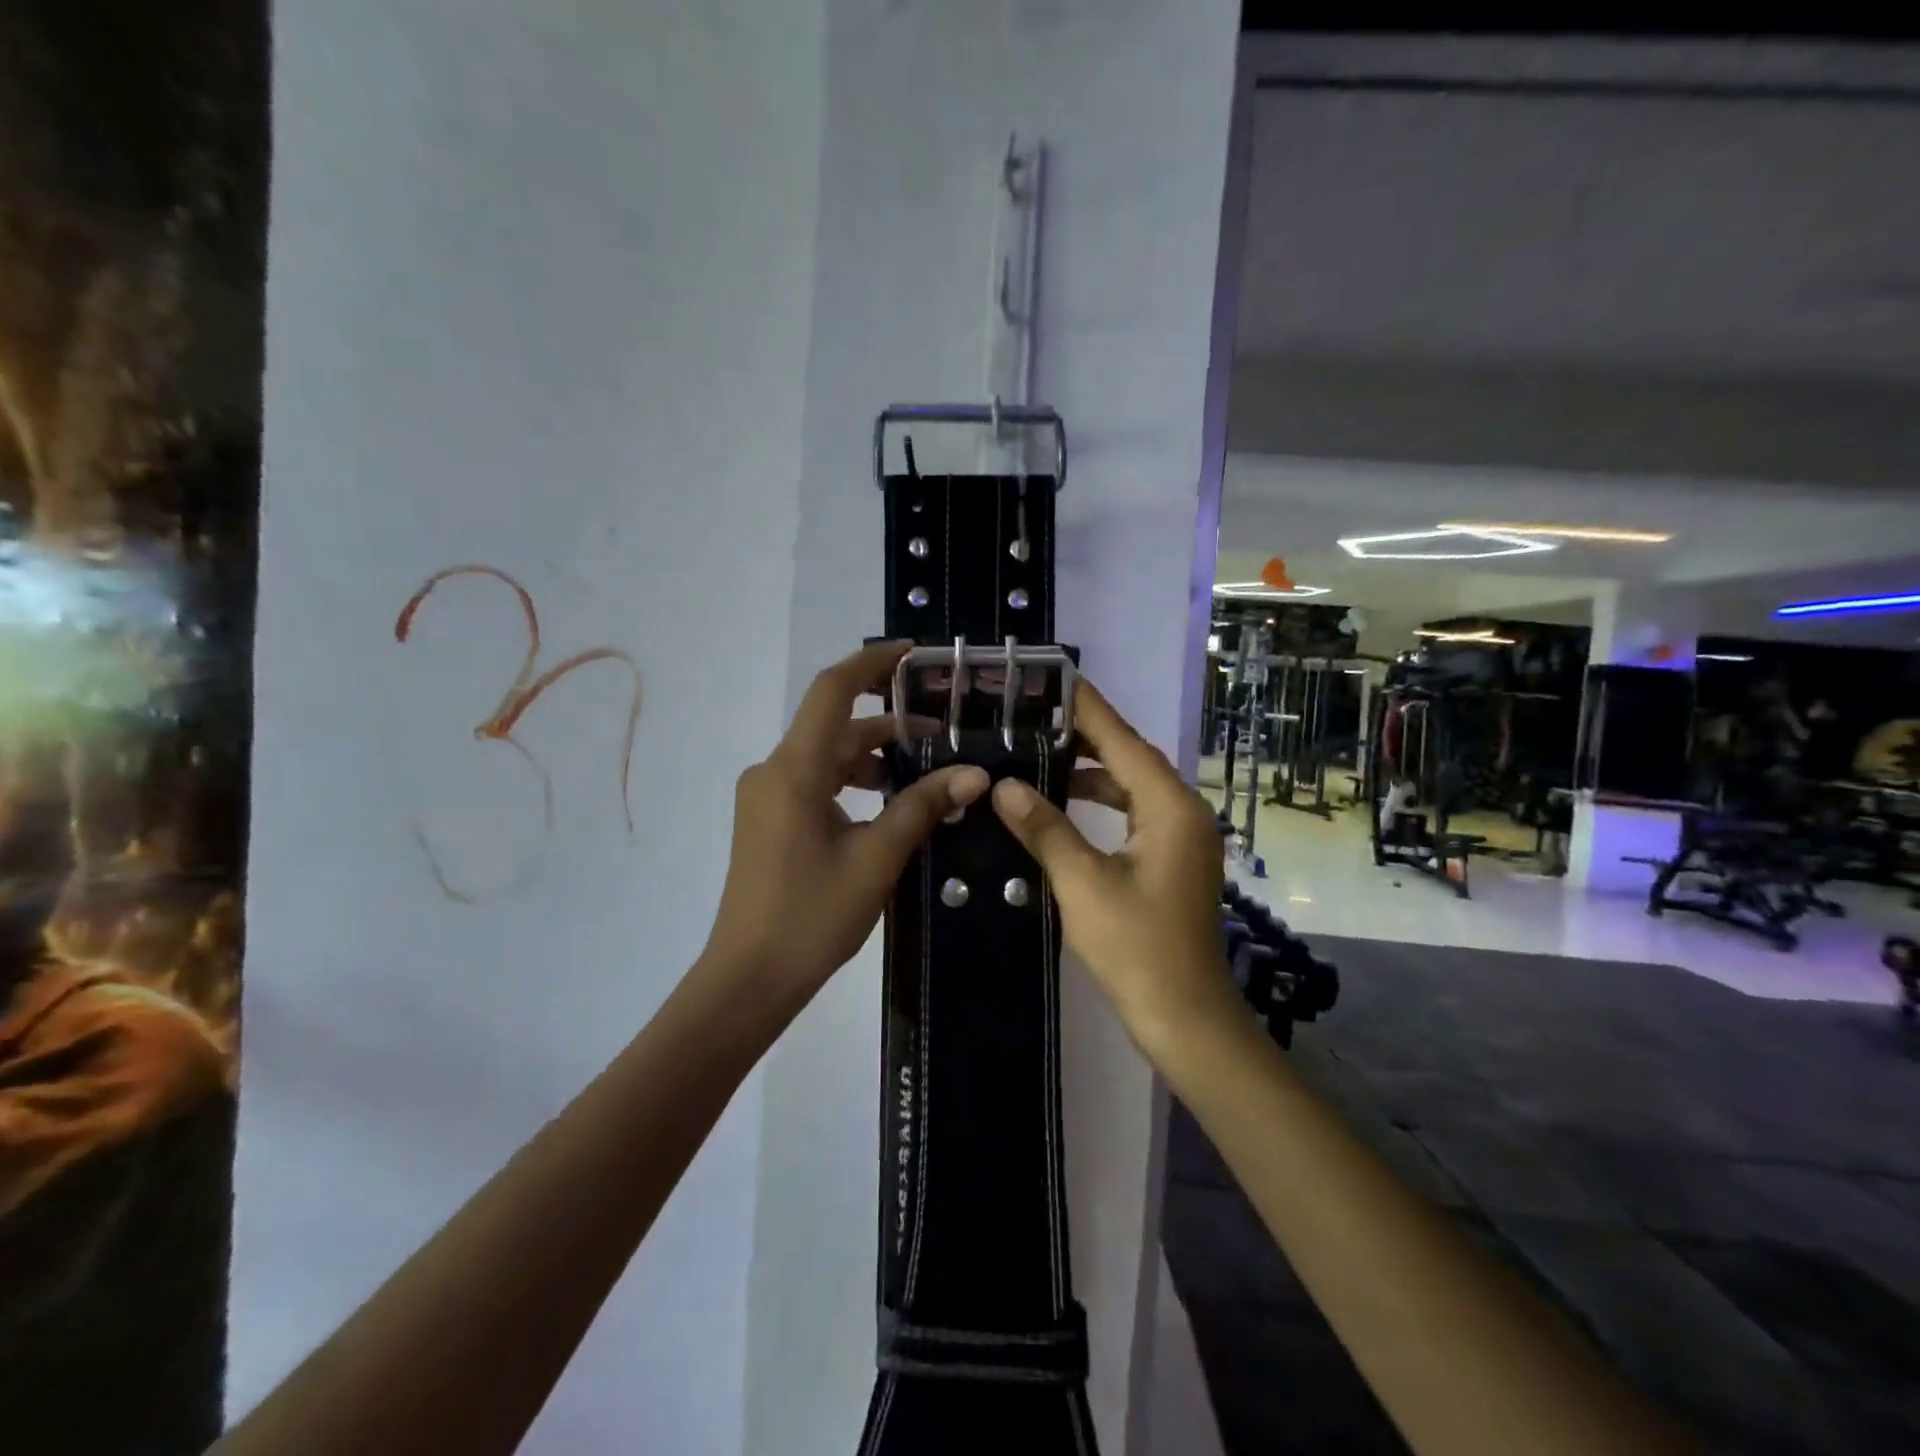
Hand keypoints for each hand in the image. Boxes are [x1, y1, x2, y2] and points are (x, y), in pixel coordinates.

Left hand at [701, 642, 989, 1008]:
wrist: (749, 979)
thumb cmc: (812, 916)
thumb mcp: (877, 858)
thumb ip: (922, 807)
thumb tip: (974, 774)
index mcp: (793, 770)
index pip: (832, 692)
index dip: (871, 664)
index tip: (913, 654)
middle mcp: (773, 772)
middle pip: (835, 727)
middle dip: (888, 725)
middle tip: (943, 733)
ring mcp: (767, 797)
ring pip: (827, 757)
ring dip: (873, 758)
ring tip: (925, 773)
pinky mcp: (770, 821)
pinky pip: (815, 783)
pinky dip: (853, 782)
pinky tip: (889, 805)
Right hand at [989, 681, 1237, 1051]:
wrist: (1186, 1018)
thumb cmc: (1137, 949)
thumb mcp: (1082, 884)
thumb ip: (1044, 828)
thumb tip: (1004, 786)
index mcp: (1170, 808)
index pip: (1123, 740)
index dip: (1087, 708)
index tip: (1053, 677)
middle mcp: (1183, 812)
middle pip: (1130, 757)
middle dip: (1085, 735)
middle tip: (1033, 715)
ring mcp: (1182, 837)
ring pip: (1132, 785)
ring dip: (1092, 769)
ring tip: (1040, 752)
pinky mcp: (1173, 859)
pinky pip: (1135, 812)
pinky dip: (1102, 801)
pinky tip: (1066, 803)